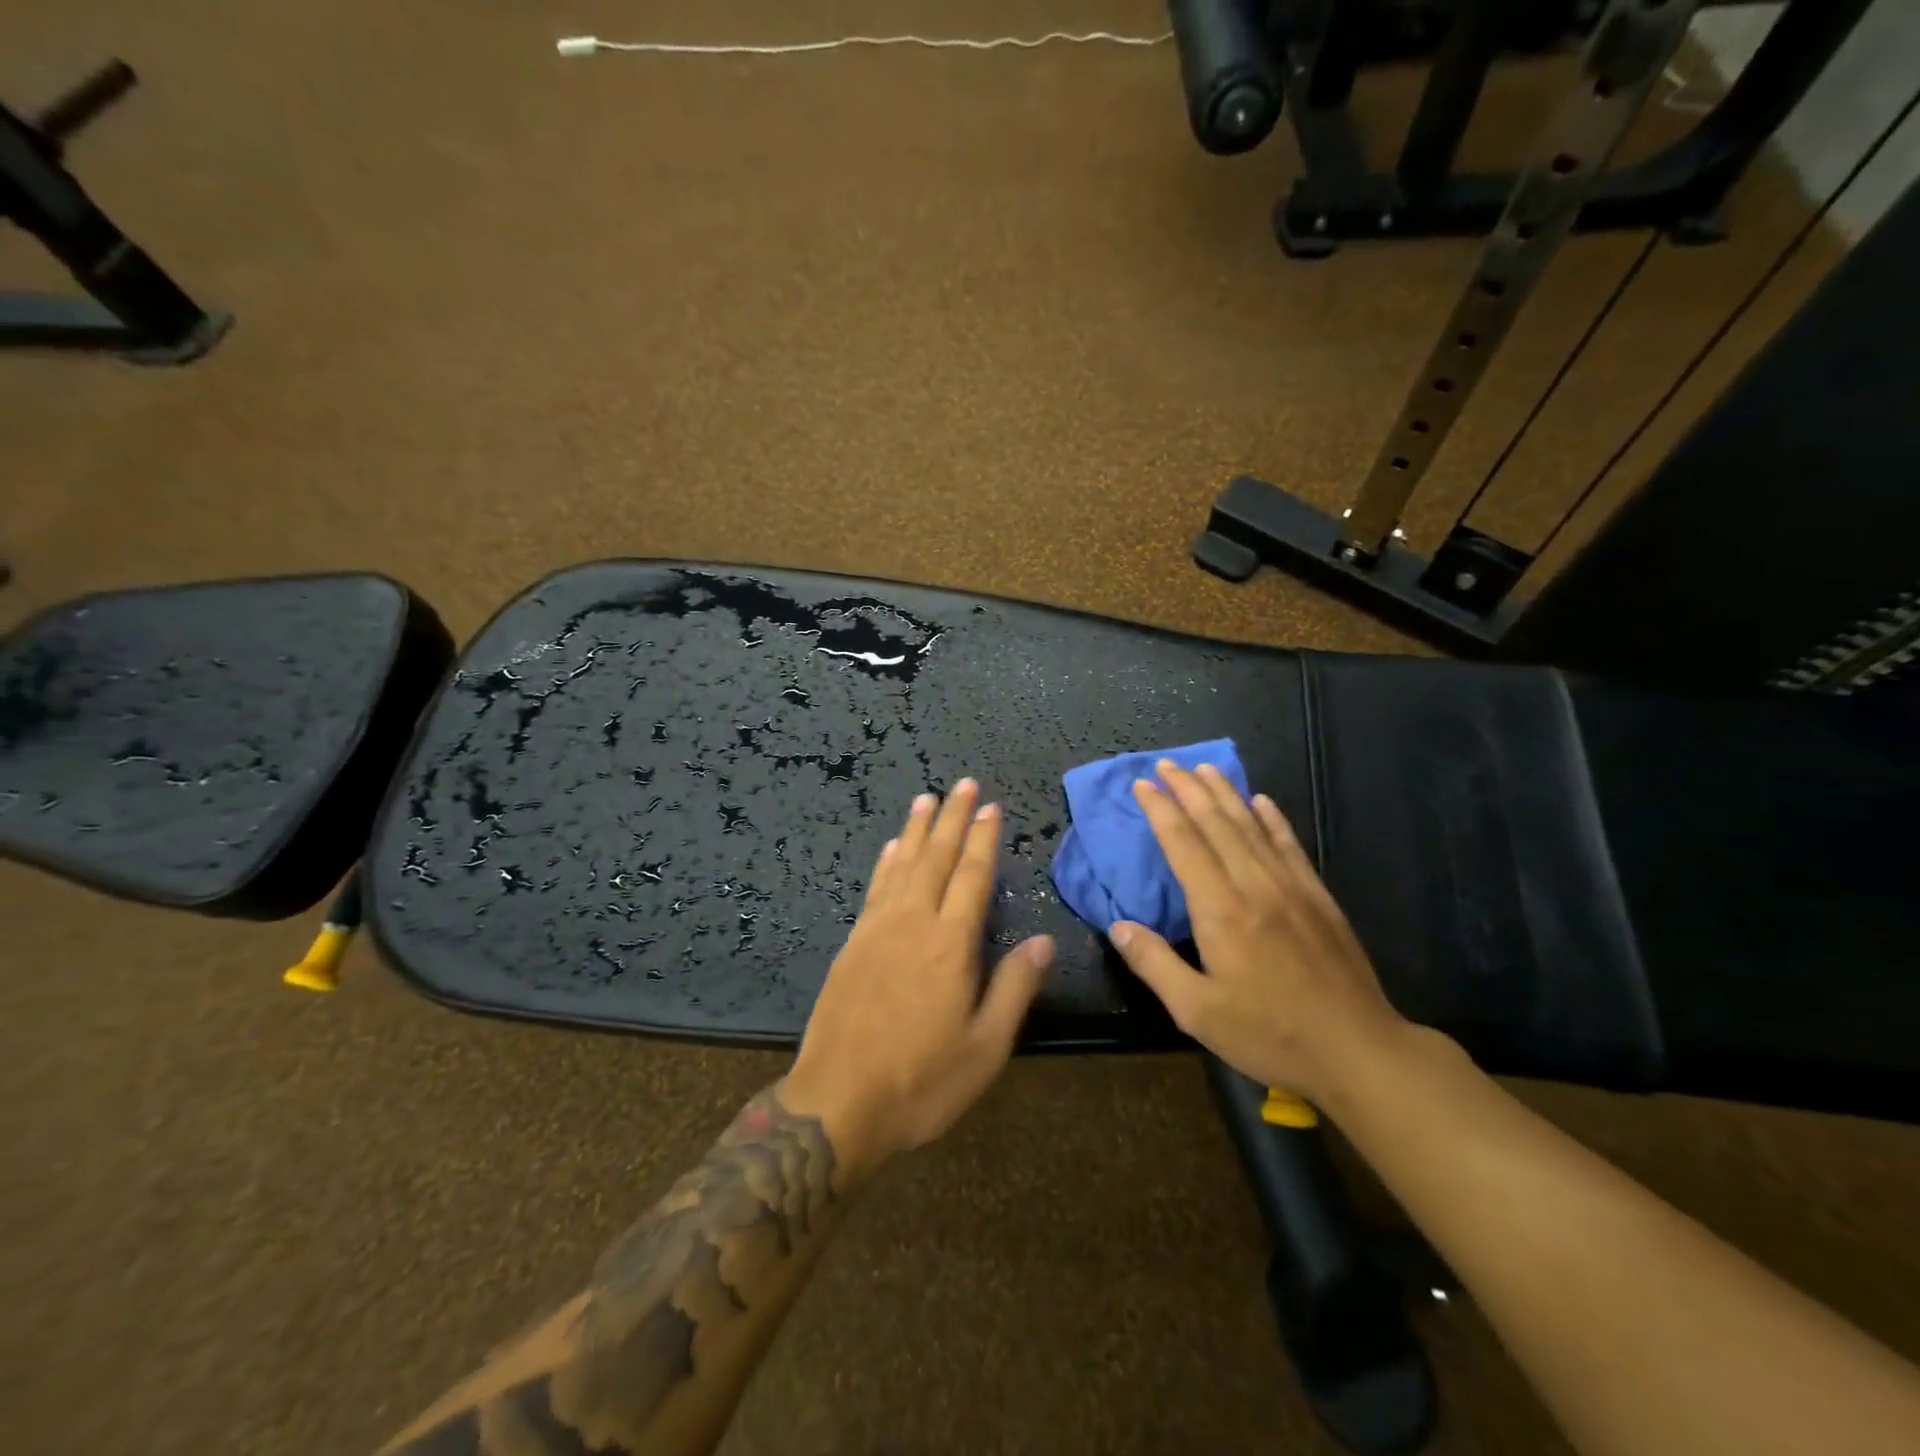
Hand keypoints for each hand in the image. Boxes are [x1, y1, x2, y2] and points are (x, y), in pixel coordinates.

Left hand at [782, 779, 1055, 1185]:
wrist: (837, 1104)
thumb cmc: (922, 1082)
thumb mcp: (985, 1048)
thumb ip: (1014, 989)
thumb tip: (1043, 940)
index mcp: (951, 945)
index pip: (973, 876)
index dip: (984, 839)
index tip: (992, 807)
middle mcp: (914, 923)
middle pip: (937, 858)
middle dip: (953, 818)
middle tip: (963, 784)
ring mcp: (877, 930)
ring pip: (903, 865)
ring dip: (918, 829)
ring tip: (927, 798)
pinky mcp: (853, 943)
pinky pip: (874, 887)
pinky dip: (886, 861)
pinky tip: (892, 847)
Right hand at [1108, 760, 1409, 1107]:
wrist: (1358, 1050)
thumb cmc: (1270, 1034)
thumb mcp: (1197, 1012)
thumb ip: (1154, 964)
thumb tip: (1118, 926)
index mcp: (1221, 910)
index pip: (1184, 844)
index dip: (1161, 811)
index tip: (1143, 784)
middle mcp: (1255, 885)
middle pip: (1216, 823)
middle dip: (1188, 789)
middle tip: (1167, 764)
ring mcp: (1291, 887)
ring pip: (1251, 825)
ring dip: (1225, 793)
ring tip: (1204, 768)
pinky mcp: (1318, 897)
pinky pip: (1289, 845)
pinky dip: (1272, 818)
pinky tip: (1262, 801)